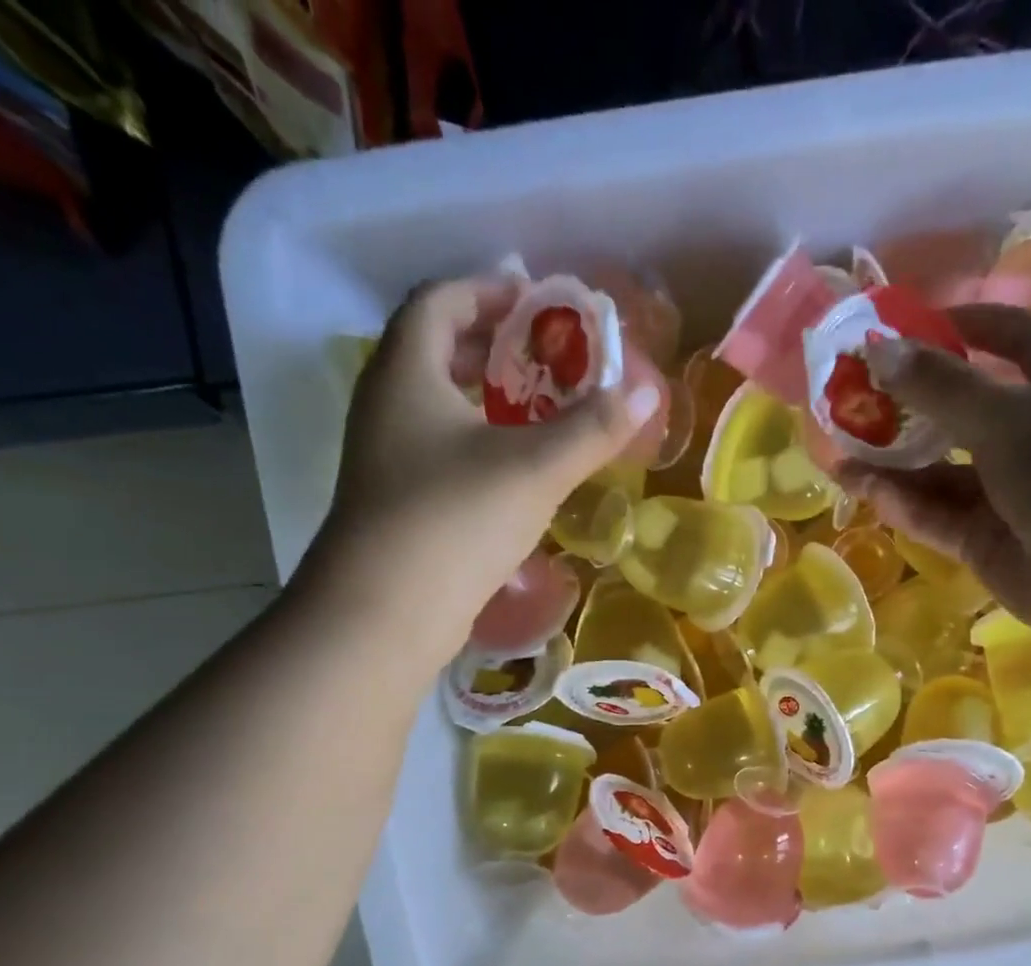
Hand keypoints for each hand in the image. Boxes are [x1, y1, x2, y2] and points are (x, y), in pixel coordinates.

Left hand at [309, 276, 658, 649]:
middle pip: (434, 350)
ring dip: (483, 398)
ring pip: (435, 405)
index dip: (488, 290)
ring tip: (537, 411)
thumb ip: (592, 429)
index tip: (536, 300)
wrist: (386, 610)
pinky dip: (475, 442)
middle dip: (489, 344)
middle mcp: (386, 404)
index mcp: (407, 372)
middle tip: (544, 356)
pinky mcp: (396, 502)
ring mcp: (385, 457)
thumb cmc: (456, 519)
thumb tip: (645, 392)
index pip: (440, 301)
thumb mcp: (535, 469)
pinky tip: (513, 471)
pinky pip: (438, 449)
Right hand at [838, 304, 1030, 643]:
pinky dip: (903, 503)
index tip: (902, 327)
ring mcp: (1005, 489)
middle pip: (958, 406)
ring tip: (837, 457)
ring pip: (938, 468)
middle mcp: (1030, 430)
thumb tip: (878, 348)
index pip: (1006, 335)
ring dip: (891, 463)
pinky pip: (936, 512)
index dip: (957, 325)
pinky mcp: (985, 537)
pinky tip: (863, 491)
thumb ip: (940, 387)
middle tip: (848, 400)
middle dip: (905, 404)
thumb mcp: (1007, 419)